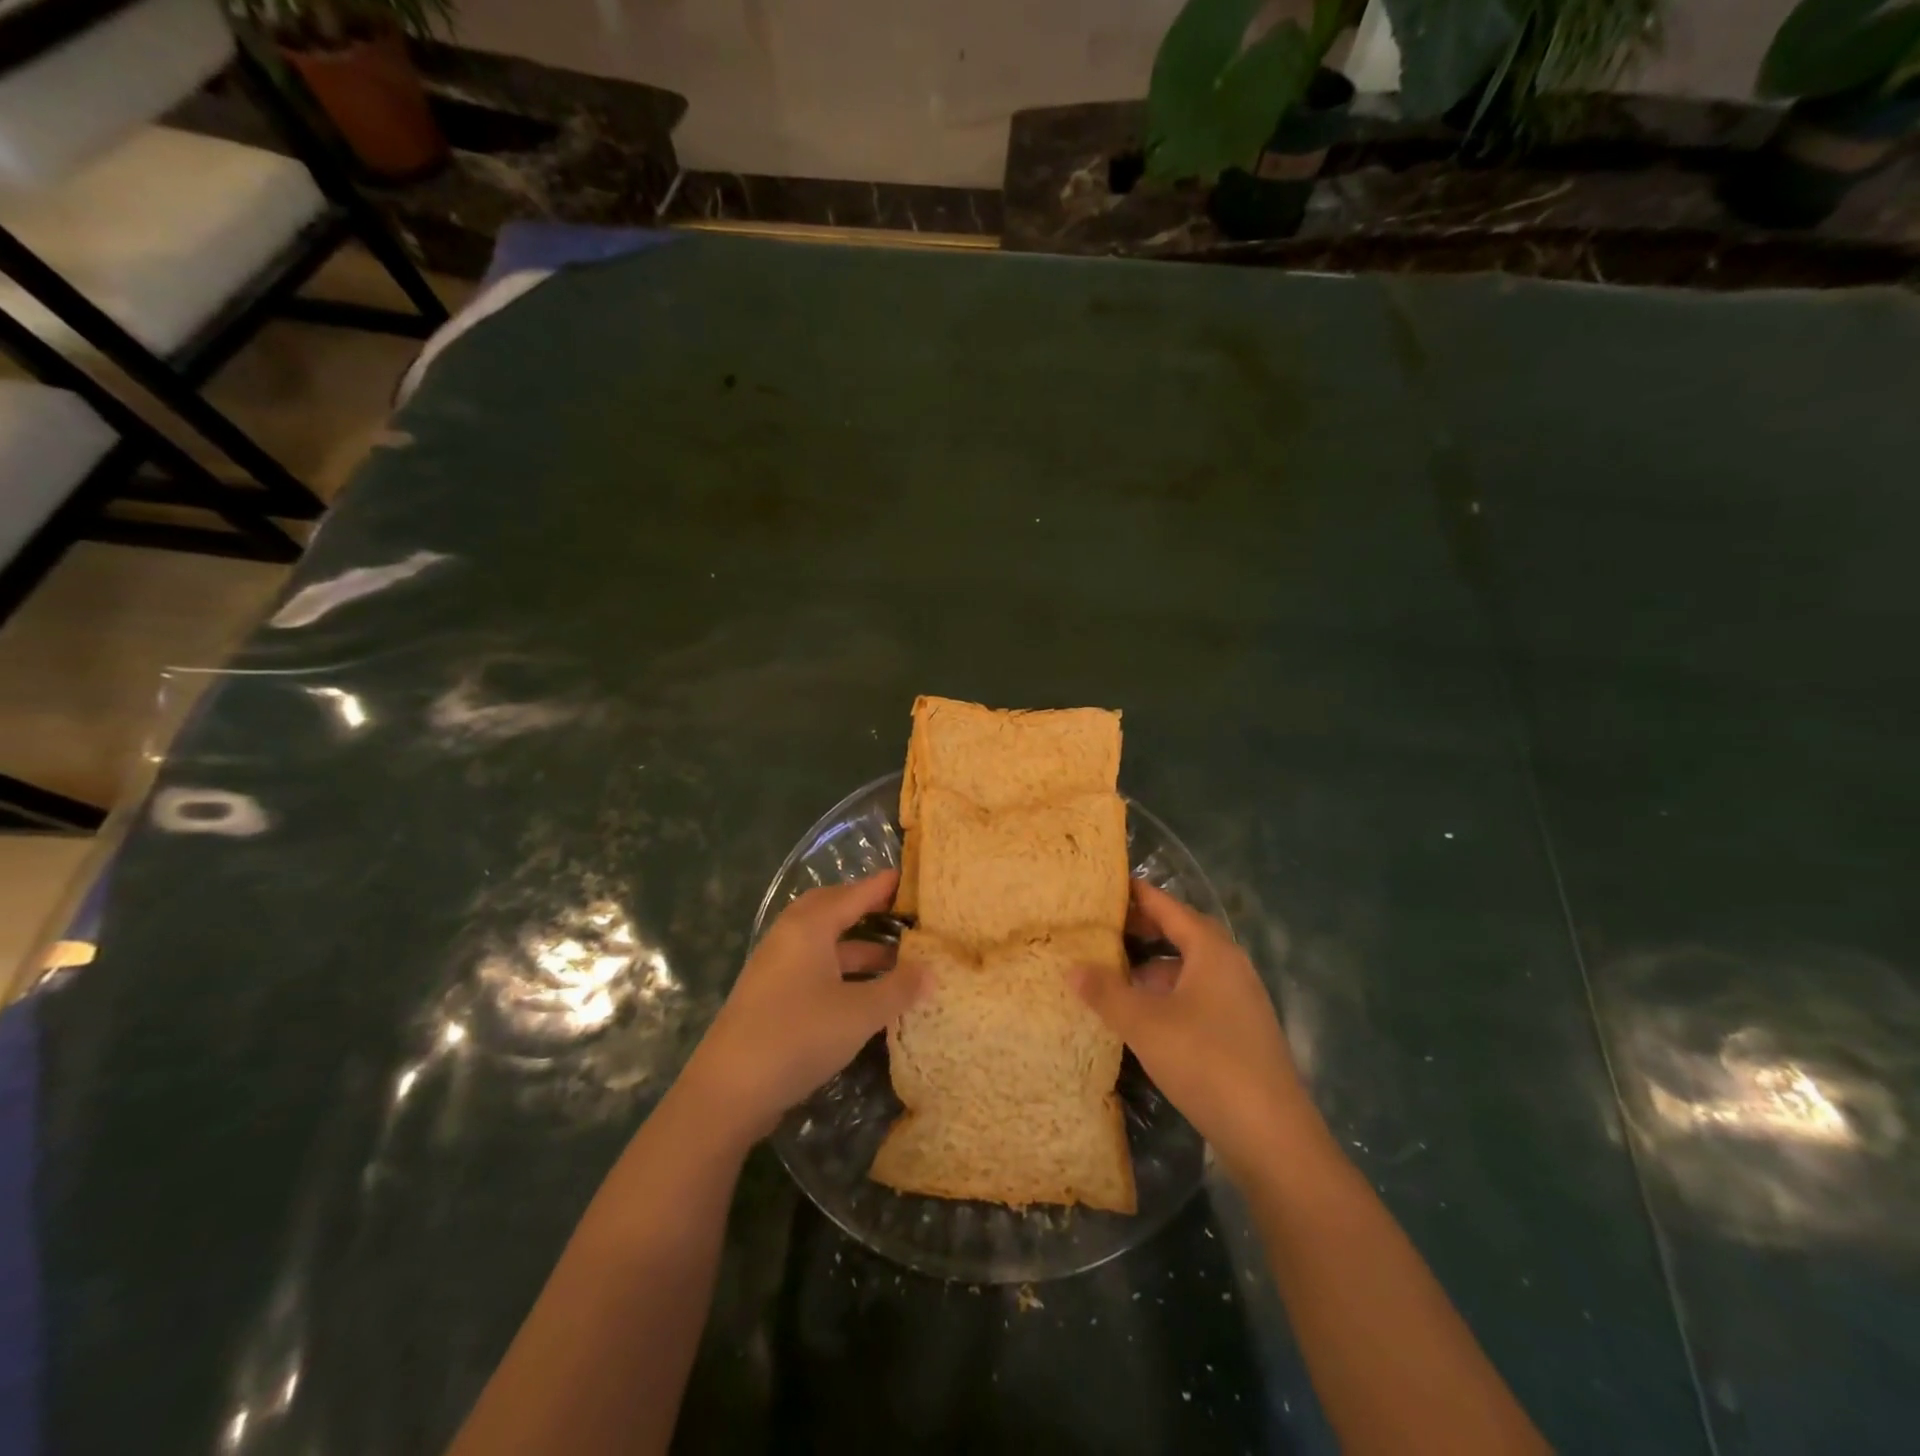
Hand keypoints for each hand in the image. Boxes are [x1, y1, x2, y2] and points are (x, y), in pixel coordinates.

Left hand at [678, 871, 925, 1146]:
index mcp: (808, 927)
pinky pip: (813, 966)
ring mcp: (775, 966)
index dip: (883, 886)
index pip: (854, 894)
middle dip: (865, 909)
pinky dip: (841, 969)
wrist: (728, 1090)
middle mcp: (789, 936)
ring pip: (823, 942)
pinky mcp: (770, 994)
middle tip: (900, 913)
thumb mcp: (859, 1013)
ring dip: (858, 946)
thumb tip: (932, 971)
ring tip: (896, 960)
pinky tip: (864, 992)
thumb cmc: (798, 1036)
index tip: (910, 878)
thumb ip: (898, 989)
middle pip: (832, 910)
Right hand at [1075, 879, 1326, 1180]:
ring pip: (1189, 968)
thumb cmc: (1206, 1062)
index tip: (1104, 886)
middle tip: (1101, 929)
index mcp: (1211, 950)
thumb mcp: (1144, 1024)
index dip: (1136, 895)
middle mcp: (1230, 965)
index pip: (1168, 906)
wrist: (1271, 1135)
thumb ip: (1106, 992)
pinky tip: (1145, 1016)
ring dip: (1154, 967)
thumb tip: (1071, 967)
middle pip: (1181, 933)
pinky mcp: (1241, 1030)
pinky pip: (1198, 994)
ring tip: (1115, 975)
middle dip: (1143, 930)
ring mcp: (1240, 999)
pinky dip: (1169, 993)